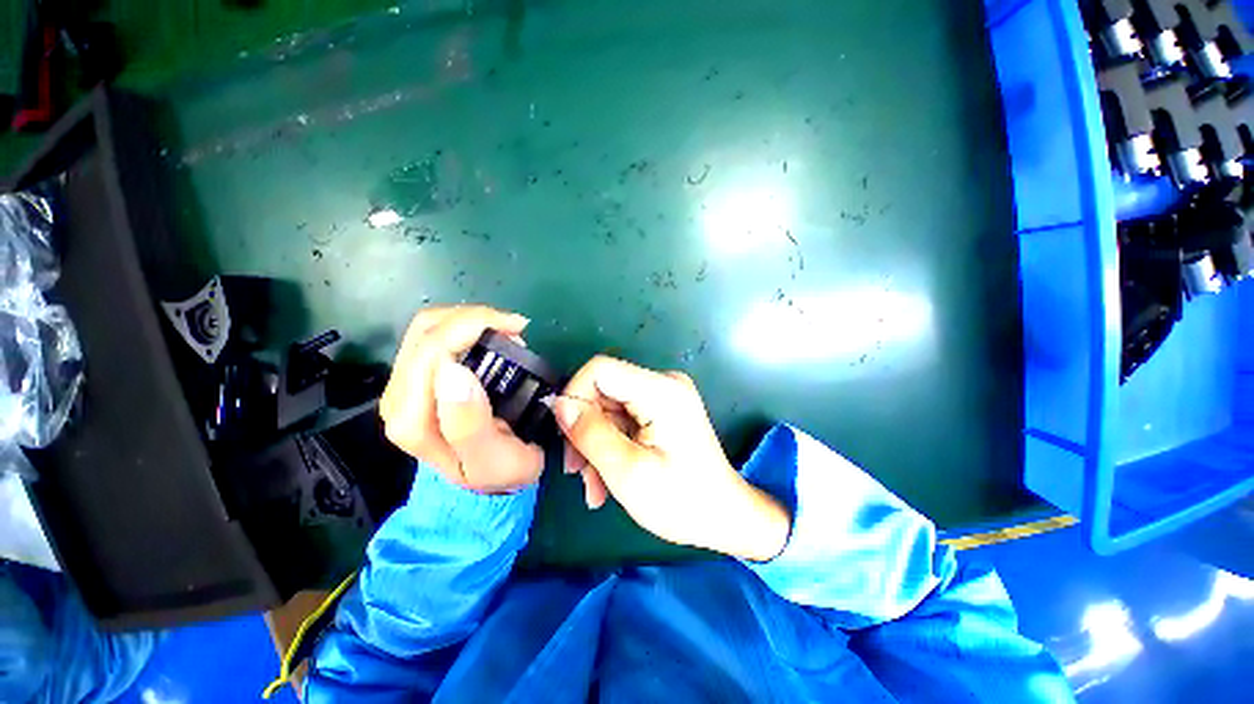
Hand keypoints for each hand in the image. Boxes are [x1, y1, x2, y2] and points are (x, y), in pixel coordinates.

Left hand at [380, 305, 543, 492]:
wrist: (487, 482)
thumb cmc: (498, 472)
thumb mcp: (493, 460)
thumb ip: (469, 425)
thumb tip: (454, 372)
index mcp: (413, 418)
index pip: (434, 349)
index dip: (475, 326)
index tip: (518, 330)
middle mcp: (398, 397)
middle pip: (426, 331)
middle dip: (475, 317)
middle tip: (516, 328)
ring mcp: (404, 385)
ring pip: (427, 327)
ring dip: (469, 319)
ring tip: (506, 330)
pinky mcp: (416, 378)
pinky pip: (433, 335)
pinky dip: (464, 326)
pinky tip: (490, 336)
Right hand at [553, 356, 790, 561]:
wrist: (724, 517)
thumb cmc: (682, 502)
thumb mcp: (628, 472)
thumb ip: (590, 434)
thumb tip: (558, 404)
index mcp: (662, 391)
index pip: (600, 369)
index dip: (574, 396)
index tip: (565, 435)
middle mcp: (663, 383)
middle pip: (603, 390)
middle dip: (584, 429)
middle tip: (577, 472)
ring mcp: (663, 395)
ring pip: (608, 408)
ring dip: (595, 444)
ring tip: (593, 486)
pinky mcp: (661, 409)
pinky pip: (622, 418)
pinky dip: (610, 445)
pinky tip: (606, 478)